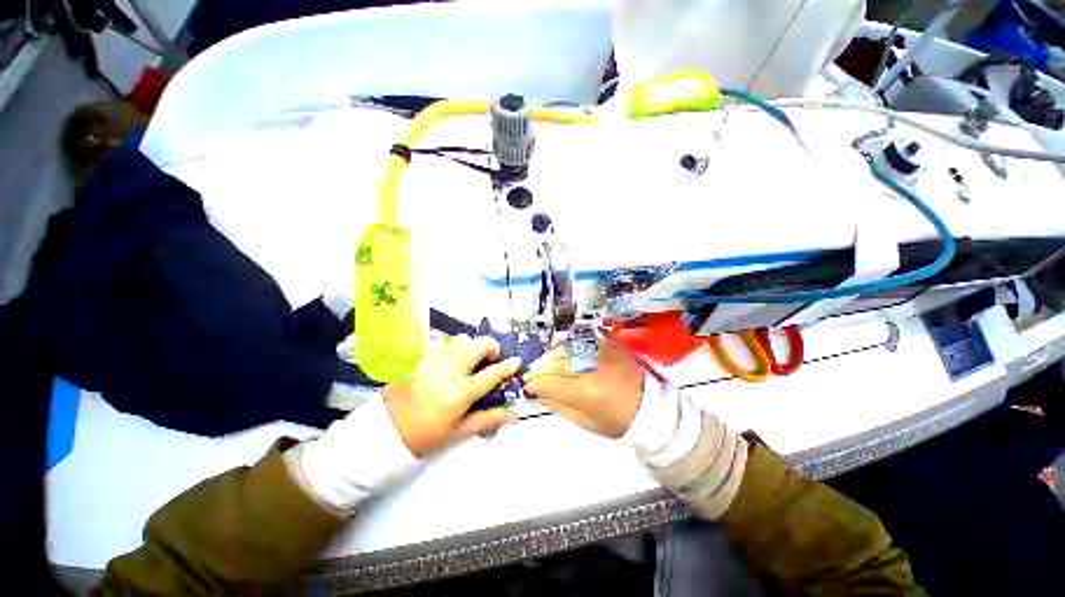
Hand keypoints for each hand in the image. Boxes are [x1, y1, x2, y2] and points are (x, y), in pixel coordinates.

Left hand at [383, 335, 520, 457]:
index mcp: (460, 392)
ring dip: (471, 347)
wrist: (385, 430)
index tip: (515, 362)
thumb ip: (488, 419)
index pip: (492, 374)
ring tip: (468, 362)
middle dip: (490, 348)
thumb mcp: (459, 431)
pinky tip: (449, 363)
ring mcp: (432, 360)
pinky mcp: (420, 356)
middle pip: (478, 345)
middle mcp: (448, 371)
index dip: (507, 366)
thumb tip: (513, 415)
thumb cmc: (425, 435)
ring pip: (461, 339)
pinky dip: (453, 348)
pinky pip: (444, 342)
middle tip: (489, 360)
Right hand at [523, 341, 644, 437]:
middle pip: (557, 363)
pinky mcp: (609, 345)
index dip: (536, 383)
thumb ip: (558, 406)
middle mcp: (593, 368)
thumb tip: (538, 395)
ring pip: (567, 349)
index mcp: (587, 392)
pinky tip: (561, 354)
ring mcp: (602, 353)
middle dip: (540, 367)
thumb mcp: (586, 421)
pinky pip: (581, 343)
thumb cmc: (619, 421)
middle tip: (531, 373)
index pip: (552, 383)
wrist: (650, 407)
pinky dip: (568, 347)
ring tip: (543, 363)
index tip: (527, 384)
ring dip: (551, 356)